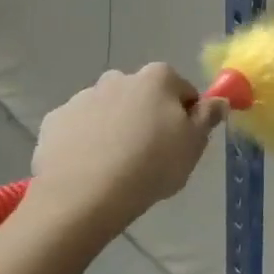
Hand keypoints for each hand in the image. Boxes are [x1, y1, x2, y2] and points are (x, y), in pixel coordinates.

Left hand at [26, 64, 225, 241]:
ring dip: (117, 128)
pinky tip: (92, 168)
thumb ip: (209, 116)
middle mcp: (118, 78)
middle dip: (148, 117)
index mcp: (157, 78)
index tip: (182, 142)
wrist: (84, 196)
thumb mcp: (194, 144)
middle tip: (152, 154)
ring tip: (119, 166)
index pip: (183, 90)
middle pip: (143, 96)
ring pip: (110, 110)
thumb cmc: (151, 165)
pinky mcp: (54, 121)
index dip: (186, 116)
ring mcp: (82, 98)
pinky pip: (80, 128)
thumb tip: (219, 100)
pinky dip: (87, 141)